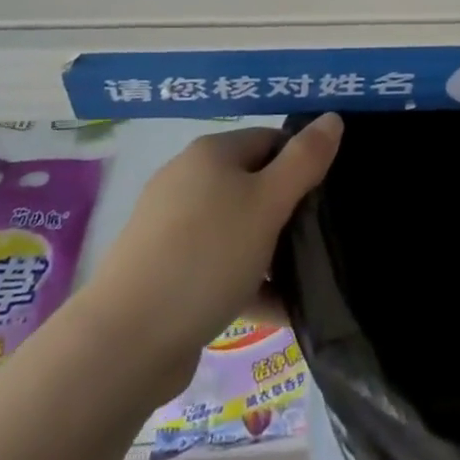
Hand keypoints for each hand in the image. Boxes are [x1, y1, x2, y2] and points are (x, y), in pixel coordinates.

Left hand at [83, 116, 341, 393]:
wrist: (126, 342)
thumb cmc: (207, 256)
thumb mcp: (268, 203)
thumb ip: (305, 160)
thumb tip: (332, 118)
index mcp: (211, 153)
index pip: (270, 140)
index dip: (303, 162)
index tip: (330, 196)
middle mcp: (188, 180)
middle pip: (254, 184)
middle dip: (289, 211)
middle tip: (323, 238)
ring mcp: (173, 228)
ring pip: (237, 229)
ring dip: (272, 252)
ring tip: (310, 279)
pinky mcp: (167, 272)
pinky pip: (219, 267)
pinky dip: (249, 283)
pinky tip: (281, 311)